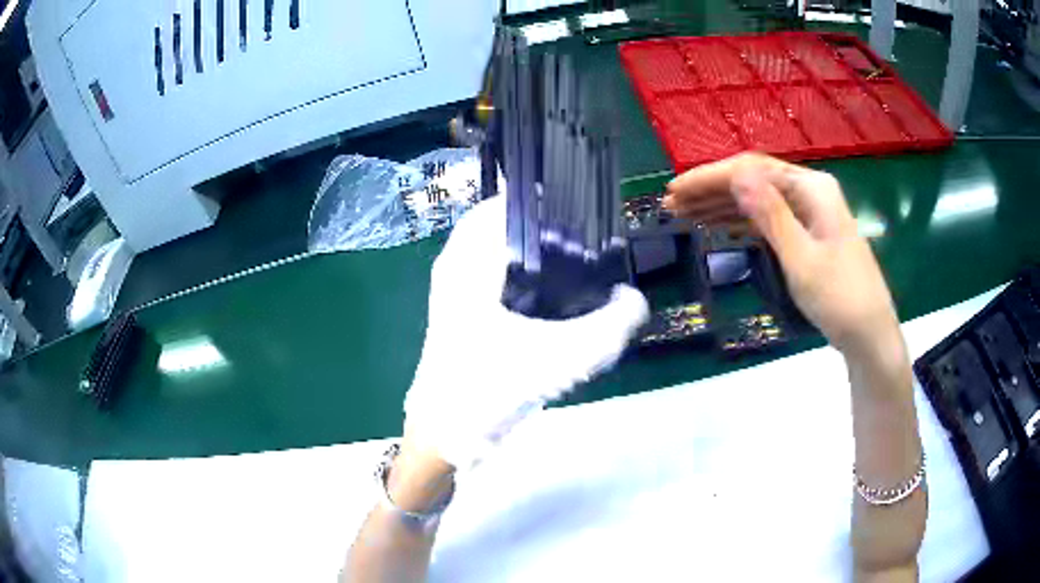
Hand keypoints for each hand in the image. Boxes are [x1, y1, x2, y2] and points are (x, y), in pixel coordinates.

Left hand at [403, 195, 649, 471]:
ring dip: (534, 252)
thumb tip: (634, 300)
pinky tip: (551, 300)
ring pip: (499, 250)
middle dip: (545, 228)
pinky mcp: (459, 313)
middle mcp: (456, 266)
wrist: (444, 437)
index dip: (547, 200)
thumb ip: (609, 327)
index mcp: (467, 262)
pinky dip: (523, 275)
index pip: (506, 203)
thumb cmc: (489, 392)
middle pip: (504, 224)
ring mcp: (453, 290)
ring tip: (576, 267)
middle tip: (586, 243)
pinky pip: (495, 276)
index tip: (585, 213)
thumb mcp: (561, 359)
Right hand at [664, 153, 899, 359]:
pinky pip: (768, 221)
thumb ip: (770, 214)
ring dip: (721, 207)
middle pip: (753, 181)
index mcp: (812, 188)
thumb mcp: (802, 258)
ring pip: (758, 201)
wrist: (869, 335)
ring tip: (684, 216)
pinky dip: (741, 224)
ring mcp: (809, 213)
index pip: (753, 169)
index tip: (675, 190)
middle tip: (671, 205)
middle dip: (711, 192)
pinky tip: (717, 228)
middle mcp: (809, 192)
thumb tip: (736, 174)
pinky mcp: (807, 234)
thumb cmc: (840, 299)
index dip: (711, 178)